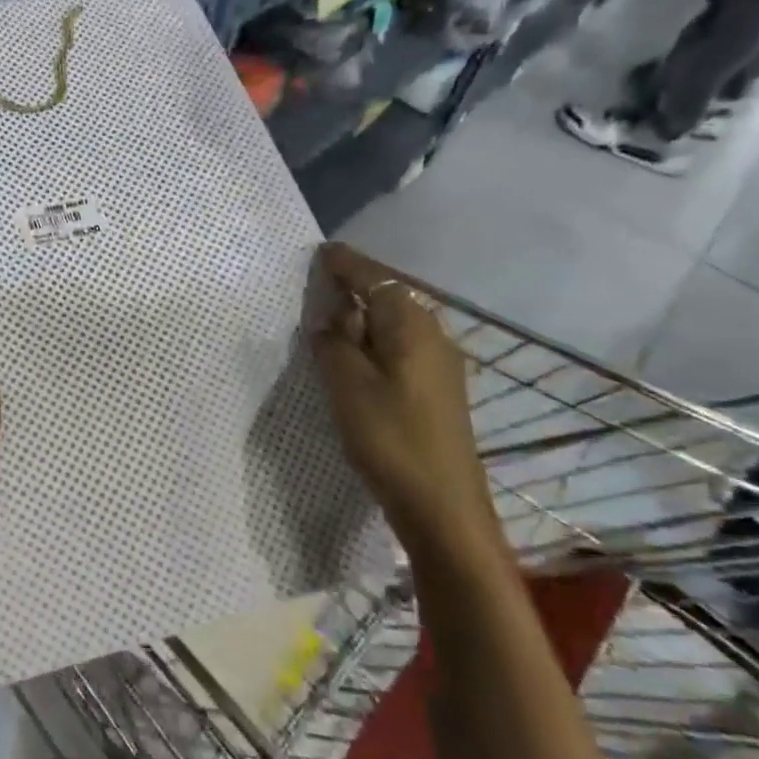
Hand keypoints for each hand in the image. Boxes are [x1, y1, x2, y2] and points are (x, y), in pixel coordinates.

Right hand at [309, 244, 502, 563]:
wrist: (443, 507)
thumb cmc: (390, 437)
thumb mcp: (347, 384)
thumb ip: (333, 343)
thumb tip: (329, 321)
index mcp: (413, 327)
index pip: (375, 279)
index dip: (346, 264)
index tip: (321, 251)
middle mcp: (433, 337)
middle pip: (388, 298)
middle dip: (353, 288)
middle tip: (315, 287)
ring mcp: (439, 366)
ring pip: (393, 326)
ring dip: (361, 319)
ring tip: (326, 323)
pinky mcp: (435, 391)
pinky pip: (398, 349)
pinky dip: (372, 344)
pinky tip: (352, 360)